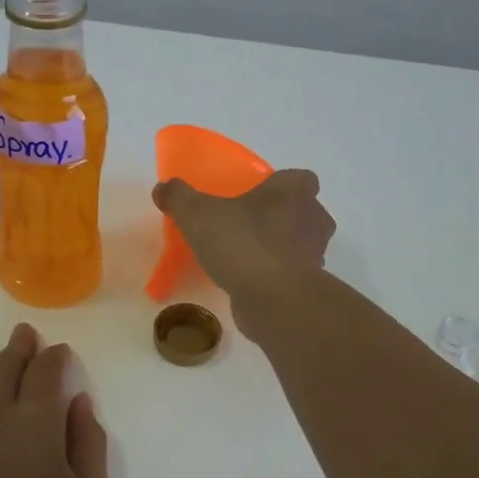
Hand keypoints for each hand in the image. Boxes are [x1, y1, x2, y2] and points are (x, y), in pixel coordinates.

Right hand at [152, 169, 335, 320]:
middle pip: (304, 211)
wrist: (273, 299)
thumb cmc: (242, 243)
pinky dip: (276, 275)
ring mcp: (316, 254)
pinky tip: (249, 281)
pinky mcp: (309, 286)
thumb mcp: (197, 214)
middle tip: (248, 223)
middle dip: (282, 216)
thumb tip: (163, 188)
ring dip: (280, 246)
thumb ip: (179, 197)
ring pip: (301, 243)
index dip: (282, 184)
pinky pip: (292, 273)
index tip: (258, 194)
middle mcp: (313, 218)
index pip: (300, 178)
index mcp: (294, 192)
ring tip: (246, 254)